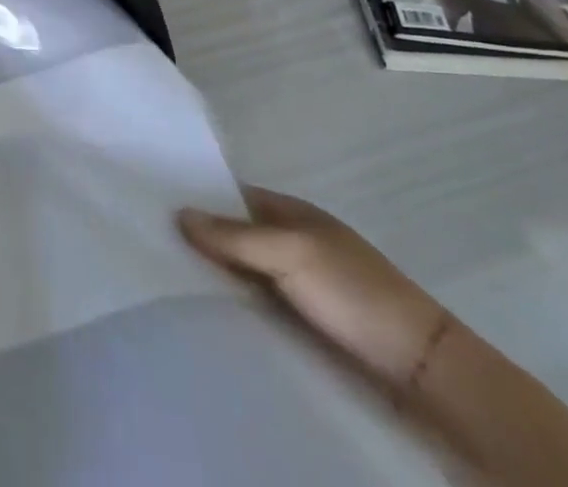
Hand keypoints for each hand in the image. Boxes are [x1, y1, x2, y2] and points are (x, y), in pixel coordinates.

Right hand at [178, 188, 449, 397]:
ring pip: (242, 274)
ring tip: (161, 278)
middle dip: (198, 240)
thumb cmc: (355, 293)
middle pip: (234, 236)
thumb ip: (235, 235)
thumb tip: (178, 212)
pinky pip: (256, 308)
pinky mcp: (303, 326)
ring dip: (213, 277)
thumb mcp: (292, 253)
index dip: (197, 197)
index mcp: (292, 213)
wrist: (421, 371)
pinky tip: (201, 313)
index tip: (152, 203)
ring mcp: (299, 286)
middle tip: (146, 243)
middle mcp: (292, 243)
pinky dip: (233, 308)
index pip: (232, 196)